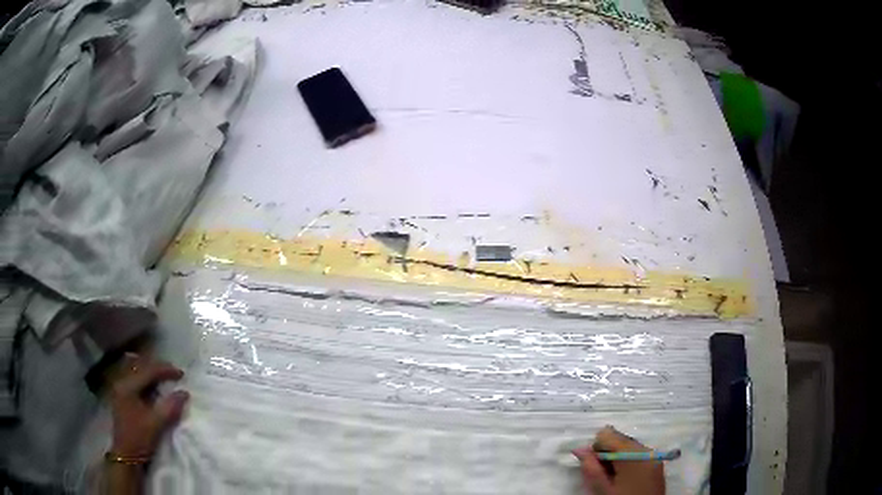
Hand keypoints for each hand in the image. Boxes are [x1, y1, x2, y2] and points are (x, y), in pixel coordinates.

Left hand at [109, 353, 189, 458]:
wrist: (127, 455)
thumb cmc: (140, 438)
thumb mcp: (156, 424)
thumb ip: (169, 407)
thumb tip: (184, 393)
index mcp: (128, 386)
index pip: (148, 370)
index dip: (165, 370)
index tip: (181, 374)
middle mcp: (121, 381)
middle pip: (140, 365)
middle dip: (157, 367)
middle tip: (173, 372)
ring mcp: (120, 388)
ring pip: (135, 369)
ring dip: (150, 370)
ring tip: (163, 375)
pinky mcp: (122, 395)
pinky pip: (133, 377)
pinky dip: (144, 376)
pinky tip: (151, 383)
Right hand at [573, 426, 665, 494]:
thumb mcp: (602, 491)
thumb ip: (590, 468)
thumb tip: (580, 449)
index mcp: (634, 455)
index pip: (608, 435)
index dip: (596, 449)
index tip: (594, 467)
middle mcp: (647, 450)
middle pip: (620, 439)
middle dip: (607, 454)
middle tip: (602, 475)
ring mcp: (654, 456)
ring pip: (628, 446)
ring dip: (616, 458)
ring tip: (613, 479)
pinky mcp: (657, 463)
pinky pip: (637, 453)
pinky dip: (626, 462)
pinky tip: (623, 478)